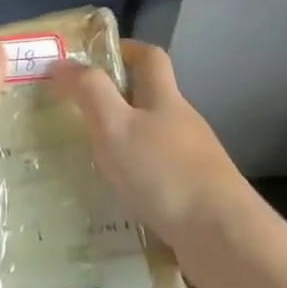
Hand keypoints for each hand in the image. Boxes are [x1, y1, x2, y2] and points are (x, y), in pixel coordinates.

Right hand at [48, 41, 255, 277]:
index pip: (150, 57)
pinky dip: (134, 176)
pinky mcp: (195, 194)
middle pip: (149, 98)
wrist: (224, 238)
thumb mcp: (115, 125)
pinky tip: (115, 195)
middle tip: (73, 112)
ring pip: (151, 138)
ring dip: (122, 141)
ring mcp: (193, 160)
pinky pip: (157, 174)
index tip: (90, 58)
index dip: (123, 49)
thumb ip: (89, 91)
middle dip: (113, 100)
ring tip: (86, 157)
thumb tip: (62, 63)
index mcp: (165, 99)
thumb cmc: (164, 173)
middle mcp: (182, 123)